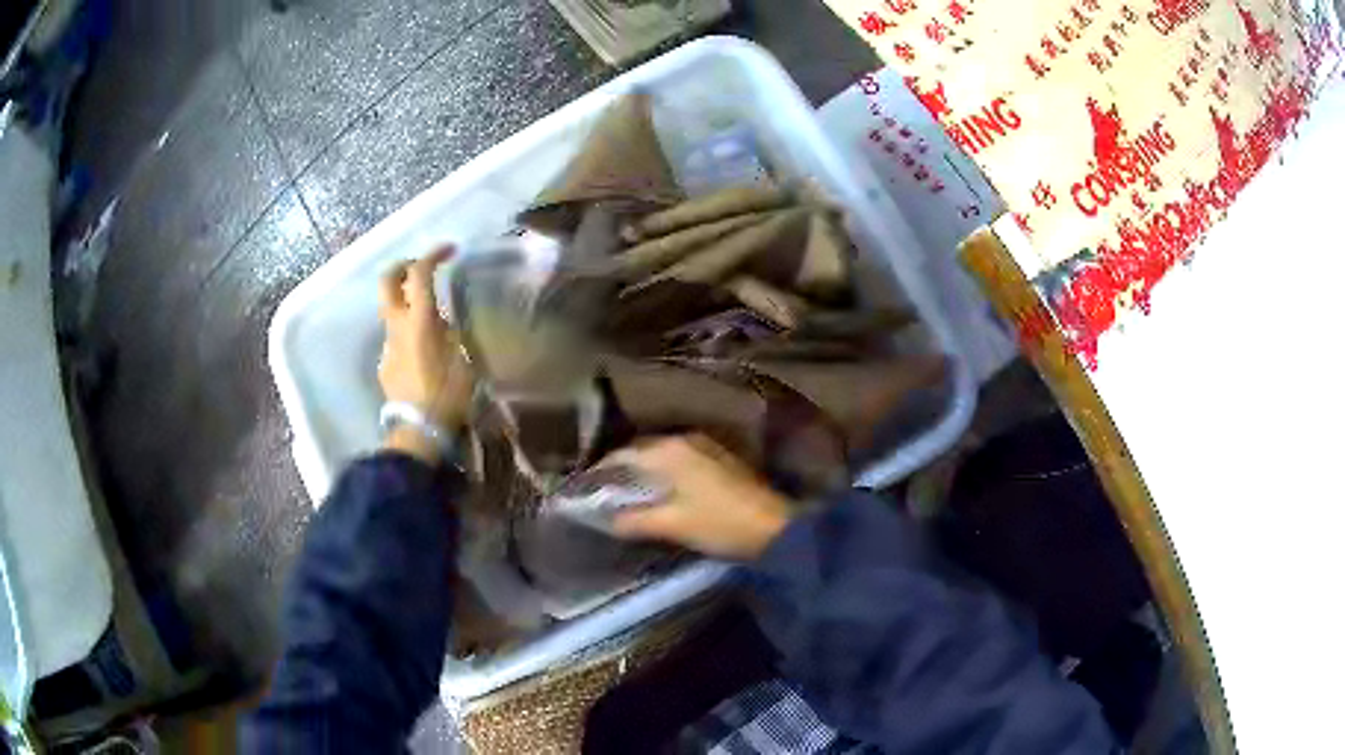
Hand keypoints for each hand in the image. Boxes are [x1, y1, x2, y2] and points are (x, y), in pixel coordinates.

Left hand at [378, 248, 473, 461]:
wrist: (418, 432)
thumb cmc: (447, 397)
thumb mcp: (464, 361)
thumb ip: (452, 335)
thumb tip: (444, 323)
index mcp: (420, 321)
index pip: (419, 274)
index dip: (433, 255)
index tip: (449, 249)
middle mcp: (397, 327)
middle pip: (387, 281)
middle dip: (402, 266)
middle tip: (420, 267)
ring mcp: (387, 346)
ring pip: (390, 310)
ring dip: (406, 301)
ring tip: (430, 316)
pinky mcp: (385, 364)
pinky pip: (395, 337)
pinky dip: (407, 331)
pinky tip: (424, 352)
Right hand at [606, 436, 794, 560]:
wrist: (775, 527)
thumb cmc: (720, 523)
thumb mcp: (673, 525)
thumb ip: (636, 521)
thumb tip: (608, 520)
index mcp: (670, 451)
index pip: (624, 453)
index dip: (602, 468)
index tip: (585, 484)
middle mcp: (686, 440)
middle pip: (643, 450)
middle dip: (623, 467)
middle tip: (604, 489)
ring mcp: (706, 448)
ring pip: (663, 454)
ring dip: (645, 469)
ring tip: (628, 491)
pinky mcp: (720, 460)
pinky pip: (681, 460)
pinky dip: (665, 472)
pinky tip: (661, 491)